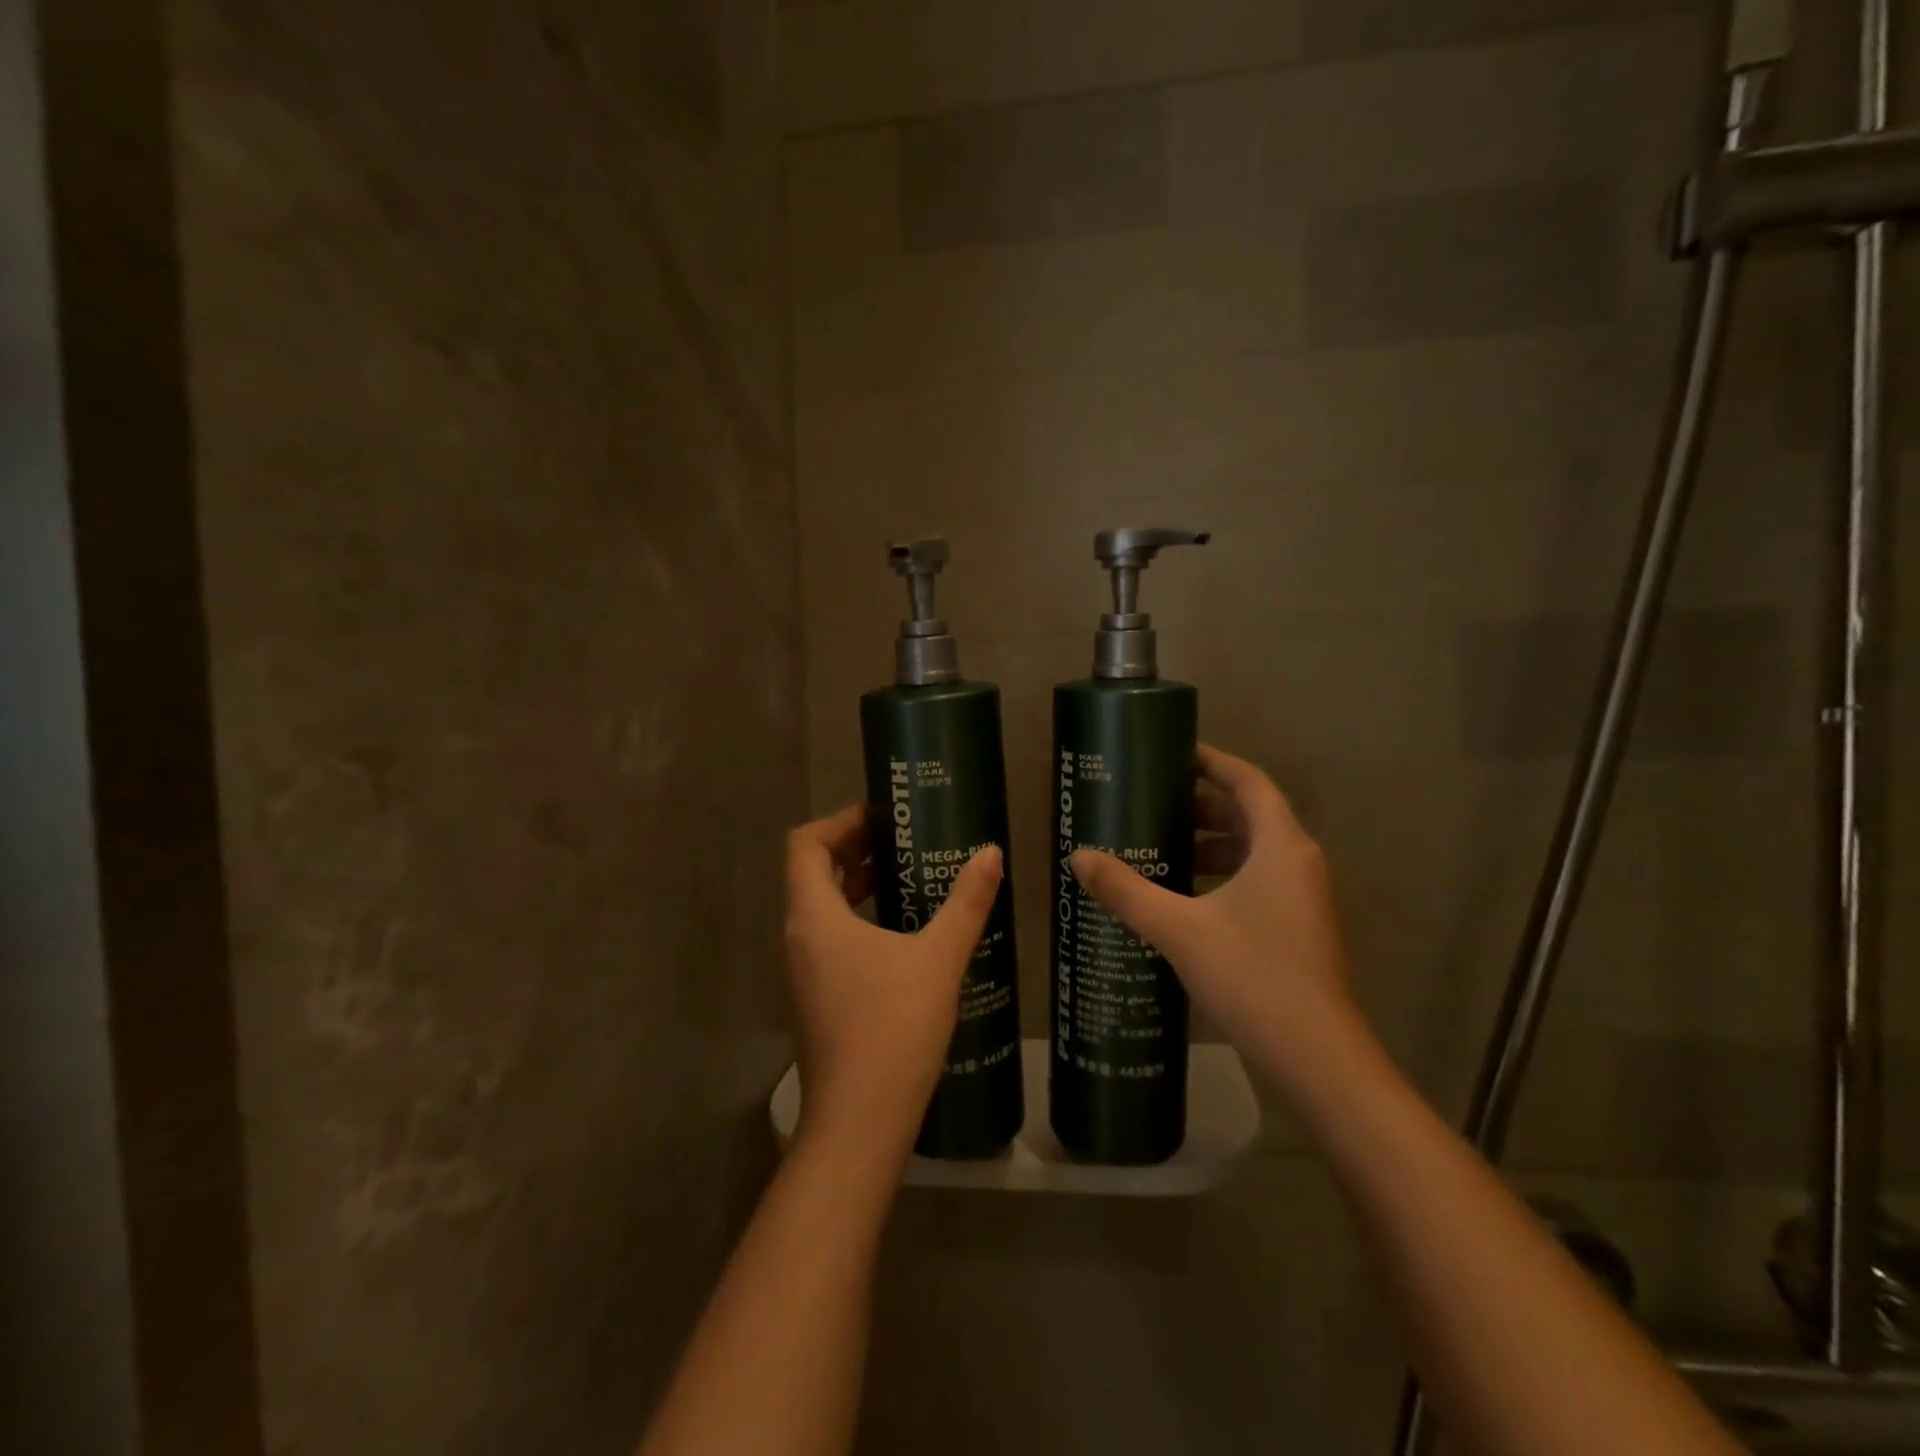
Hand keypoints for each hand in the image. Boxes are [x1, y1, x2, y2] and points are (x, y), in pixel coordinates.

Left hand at [784, 805, 1003, 1163]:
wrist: (860, 1122)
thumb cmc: (894, 1028)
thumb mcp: (939, 958)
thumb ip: (967, 902)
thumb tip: (990, 853)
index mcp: (814, 917)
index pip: (805, 845)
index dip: (839, 822)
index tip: (882, 817)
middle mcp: (796, 938)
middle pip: (810, 873)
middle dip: (852, 849)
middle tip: (901, 840)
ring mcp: (800, 972)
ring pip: (818, 908)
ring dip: (854, 884)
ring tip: (903, 877)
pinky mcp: (813, 998)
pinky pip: (826, 938)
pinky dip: (854, 918)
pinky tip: (898, 933)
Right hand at [1069, 746, 1353, 1090]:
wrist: (1318, 1058)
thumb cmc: (1253, 977)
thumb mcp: (1180, 929)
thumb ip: (1127, 890)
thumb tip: (1079, 858)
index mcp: (1280, 846)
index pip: (1248, 781)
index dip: (1212, 762)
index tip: (1172, 755)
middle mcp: (1297, 862)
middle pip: (1249, 814)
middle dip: (1201, 806)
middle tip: (1152, 807)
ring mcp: (1302, 897)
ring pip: (1253, 851)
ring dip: (1211, 843)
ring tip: (1161, 849)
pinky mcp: (1297, 927)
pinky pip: (1257, 880)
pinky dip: (1222, 875)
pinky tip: (1184, 899)